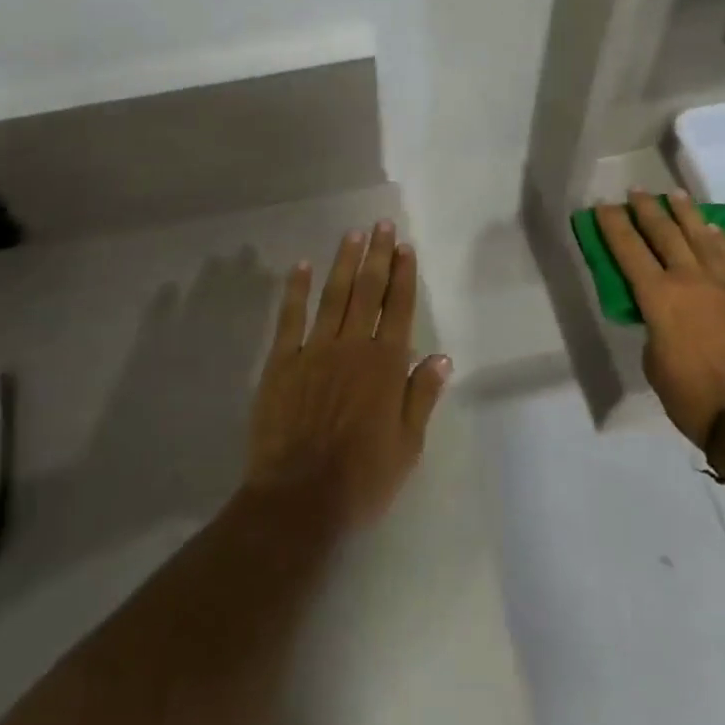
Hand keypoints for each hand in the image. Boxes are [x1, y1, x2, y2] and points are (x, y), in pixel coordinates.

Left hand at [244, 221, 450, 532]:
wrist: (299, 499)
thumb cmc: (362, 479)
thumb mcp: (408, 446)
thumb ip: (422, 396)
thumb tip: (442, 356)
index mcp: (386, 365)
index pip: (398, 308)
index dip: (403, 275)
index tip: (405, 246)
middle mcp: (353, 347)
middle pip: (367, 291)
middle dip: (377, 255)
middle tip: (382, 224)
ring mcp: (315, 350)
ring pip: (333, 295)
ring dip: (344, 262)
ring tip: (353, 234)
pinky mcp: (282, 362)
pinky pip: (290, 317)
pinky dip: (296, 290)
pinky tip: (301, 266)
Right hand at [594, 189, 724, 446]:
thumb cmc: (694, 398)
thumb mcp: (655, 364)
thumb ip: (655, 329)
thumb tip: (664, 318)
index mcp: (659, 297)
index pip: (629, 250)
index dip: (613, 225)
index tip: (603, 206)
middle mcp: (691, 280)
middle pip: (665, 233)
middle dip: (647, 210)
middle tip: (636, 192)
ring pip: (702, 237)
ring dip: (685, 214)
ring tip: (675, 196)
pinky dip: (719, 238)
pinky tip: (713, 229)